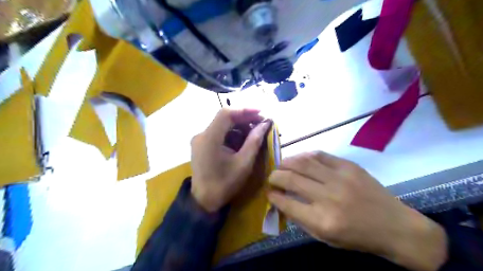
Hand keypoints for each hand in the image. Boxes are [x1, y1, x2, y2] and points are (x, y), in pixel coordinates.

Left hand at [190, 109, 270, 212]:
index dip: (244, 110)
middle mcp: (201, 134)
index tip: (261, 113)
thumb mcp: (244, 163)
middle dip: (244, 118)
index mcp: (209, 138)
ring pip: (222, 125)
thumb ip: (254, 141)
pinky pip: (219, 133)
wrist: (205, 200)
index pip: (226, 113)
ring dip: (239, 126)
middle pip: (224, 118)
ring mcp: (200, 139)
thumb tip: (265, 124)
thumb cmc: (225, 184)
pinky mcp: (201, 144)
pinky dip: (232, 133)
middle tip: (261, 123)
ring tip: (255, 133)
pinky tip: (243, 140)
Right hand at [266, 153, 446, 270]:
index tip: (268, 192)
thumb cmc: (357, 236)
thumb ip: (300, 219)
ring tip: (281, 165)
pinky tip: (300, 159)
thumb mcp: (325, 238)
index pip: (286, 203)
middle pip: (290, 179)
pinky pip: (320, 155)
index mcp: (322, 220)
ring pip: (303, 162)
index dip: (273, 196)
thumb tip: (281, 201)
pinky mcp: (349, 166)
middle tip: (271, 177)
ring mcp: (339, 178)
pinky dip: (305, 155)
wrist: (394, 226)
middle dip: (274, 176)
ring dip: (286, 162)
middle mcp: (328, 197)